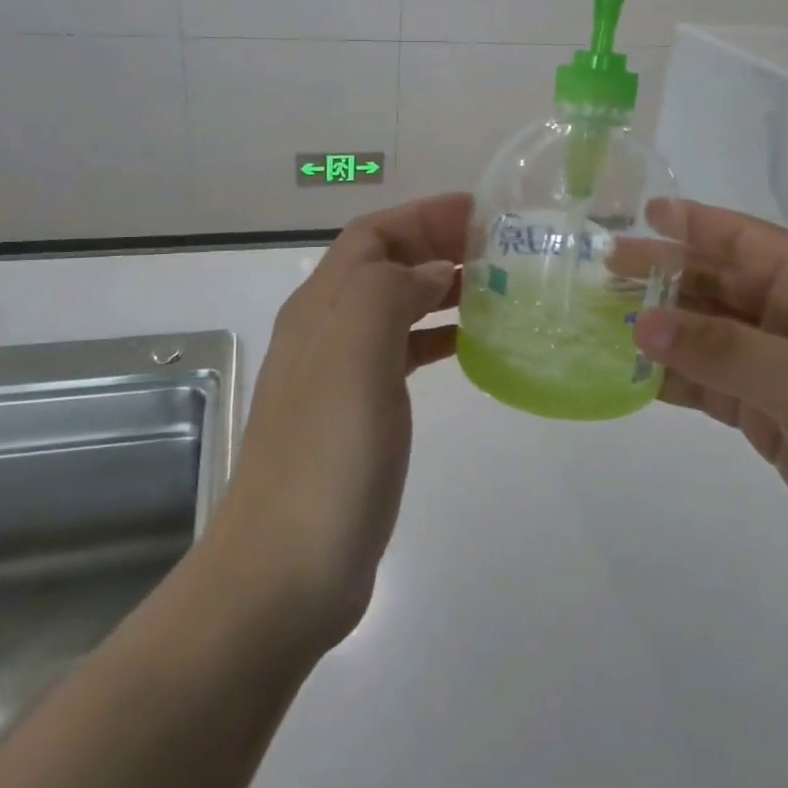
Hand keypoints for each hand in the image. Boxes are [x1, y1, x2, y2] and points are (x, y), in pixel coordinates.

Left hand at [208, 193, 470, 653]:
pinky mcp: (360, 418)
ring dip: (440, 291)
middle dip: (437, 246)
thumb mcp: (354, 354)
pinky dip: (435, 340)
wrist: (286, 571)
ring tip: (497, 293)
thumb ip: (388, 293)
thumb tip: (430, 273)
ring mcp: (341, 377)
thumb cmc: (326, 456)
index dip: (423, 215)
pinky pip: (402, 357)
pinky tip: (469, 351)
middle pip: (383, 265)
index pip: (371, 234)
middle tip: (500, 251)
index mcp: (321, 308)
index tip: (483, 215)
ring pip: (395, 309)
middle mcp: (326, 333)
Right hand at [630, 201, 787, 606]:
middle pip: (719, 286)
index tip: (640, 214)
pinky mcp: (774, 418)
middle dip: (664, 277)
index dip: (695, 224)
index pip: (748, 241)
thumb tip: (641, 320)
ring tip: (602, 321)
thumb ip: (723, 351)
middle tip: (602, 273)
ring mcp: (785, 371)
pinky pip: (712, 386)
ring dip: (662, 330)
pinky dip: (674, 380)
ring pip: (709, 337)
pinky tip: (631, 376)